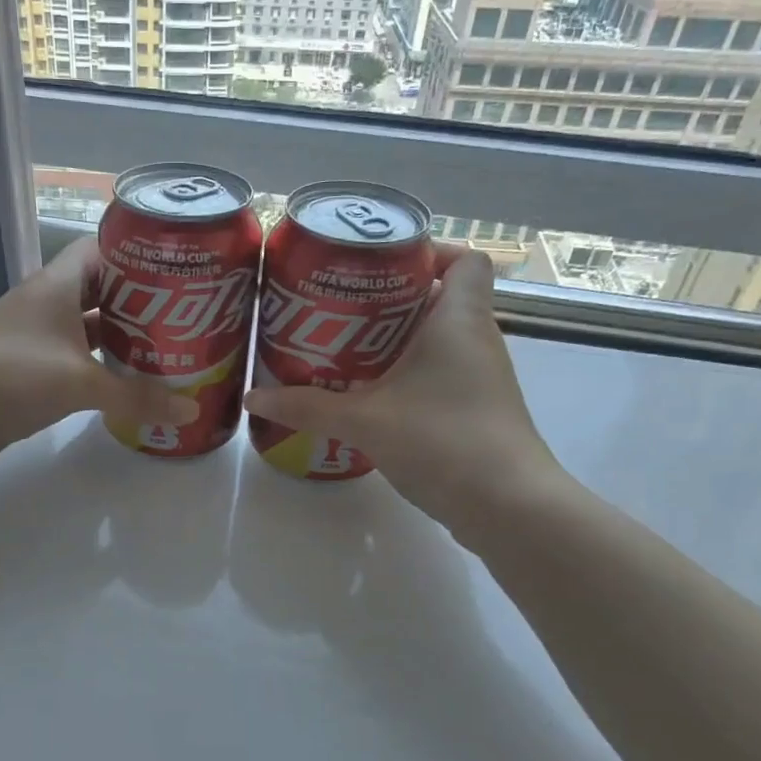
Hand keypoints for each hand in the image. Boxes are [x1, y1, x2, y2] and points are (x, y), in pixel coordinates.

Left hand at [0, 238, 196, 476]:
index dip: (141, 253)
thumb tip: (190, 412)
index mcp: (59, 285)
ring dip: (127, 339)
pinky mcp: (34, 372)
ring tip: (175, 348)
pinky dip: (106, 370)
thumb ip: (135, 397)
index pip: (105, 250)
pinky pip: (80, 363)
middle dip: (145, 302)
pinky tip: (135, 384)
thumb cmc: (9, 375)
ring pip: (94, 330)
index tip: (182, 267)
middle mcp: (50, 304)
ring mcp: (40, 339)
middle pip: (106, 291)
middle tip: (192, 316)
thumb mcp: (78, 383)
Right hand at [243, 243, 565, 532]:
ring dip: (396, 340)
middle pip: (439, 297)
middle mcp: (476, 339)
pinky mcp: (476, 409)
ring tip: (343, 348)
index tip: (380, 268)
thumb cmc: (443, 441)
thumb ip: (307, 408)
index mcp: (458, 319)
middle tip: (340, 308)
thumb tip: (253, 397)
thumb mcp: (364, 421)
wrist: (507, 507)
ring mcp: (480, 377)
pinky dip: (407, 374)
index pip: (465, 259)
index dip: (429, 253)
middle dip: (390, 299)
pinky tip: (369, 395)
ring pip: (438, 339)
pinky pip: (439, 373)